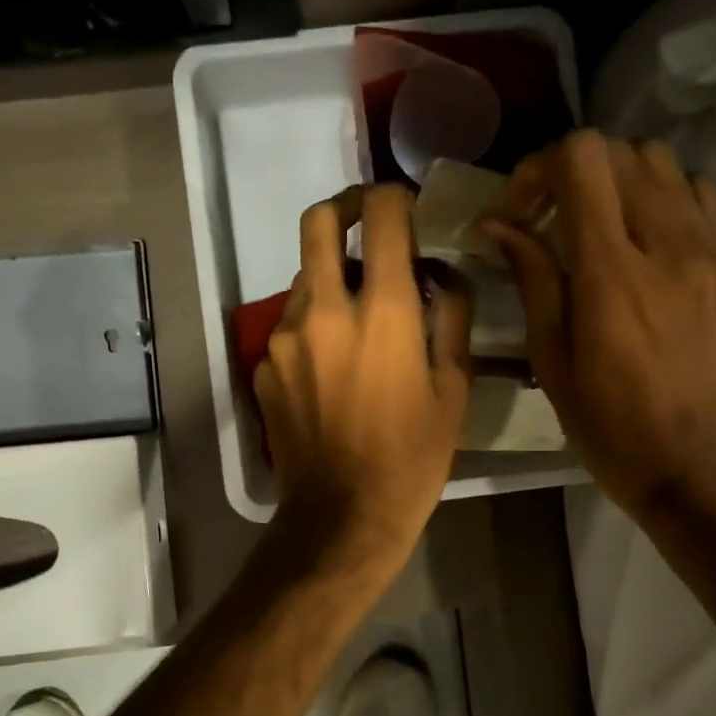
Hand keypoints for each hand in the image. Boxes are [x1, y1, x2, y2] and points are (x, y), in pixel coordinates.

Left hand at [254, 184, 472, 583]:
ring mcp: (284, 338)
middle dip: (344, 209)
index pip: (380, 214)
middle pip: (318, 220)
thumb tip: (437, 276)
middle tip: (366, 229)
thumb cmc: (412, 459)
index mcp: (382, 311)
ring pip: (302, 277)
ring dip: (329, 280)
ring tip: (356, 322)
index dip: (392, 197)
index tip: (403, 209)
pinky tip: (330, 369)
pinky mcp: (262, 367)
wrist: (342, 517)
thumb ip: (449, 317)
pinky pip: (290, 326)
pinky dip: (312, 327)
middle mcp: (323, 310)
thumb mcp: (454, 389)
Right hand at [481, 130, 715, 521]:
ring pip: (663, 162)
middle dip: (570, 173)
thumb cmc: (610, 429)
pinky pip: (700, 194)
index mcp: (612, 277)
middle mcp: (668, 247)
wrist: (698, 468)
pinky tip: (642, 239)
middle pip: (621, 152)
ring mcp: (710, 252)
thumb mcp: (554, 363)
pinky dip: (661, 196)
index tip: (518, 213)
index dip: (539, 169)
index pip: (583, 161)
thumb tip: (498, 224)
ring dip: (617, 180)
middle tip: (546, 220)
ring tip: (594, 226)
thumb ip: (532, 281)